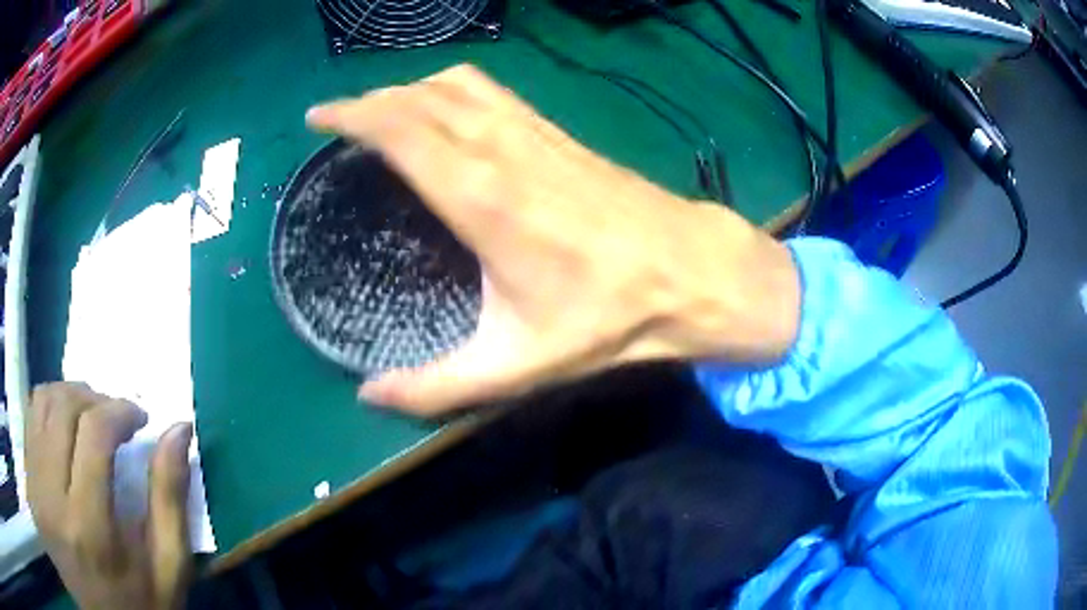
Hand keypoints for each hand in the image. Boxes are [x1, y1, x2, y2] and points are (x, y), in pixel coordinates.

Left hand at [25, 383, 193, 609]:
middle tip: (116, 414)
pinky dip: (47, 409)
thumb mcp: (165, 574)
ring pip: (40, 404)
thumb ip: (170, 504)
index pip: (94, 432)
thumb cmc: (136, 607)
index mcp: (90, 529)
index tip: (139, 417)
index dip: (120, 409)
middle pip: (63, 407)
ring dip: (68, 395)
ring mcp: (33, 487)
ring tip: (89, 414)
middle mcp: (51, 498)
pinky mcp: (27, 481)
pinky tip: (63, 428)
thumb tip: (179, 431)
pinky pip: (29, 421)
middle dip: (95, 397)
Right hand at [307, 64, 799, 415]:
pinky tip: (444, 111)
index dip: (352, 115)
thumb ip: (435, 387)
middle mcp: (503, 150)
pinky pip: (492, 92)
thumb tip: (369, 398)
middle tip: (339, 119)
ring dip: (410, 89)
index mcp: (482, 198)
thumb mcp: (515, 366)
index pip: (400, 131)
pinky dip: (451, 90)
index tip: (318, 118)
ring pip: (457, 85)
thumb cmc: (608, 317)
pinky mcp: (558, 132)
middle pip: (420, 98)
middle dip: (371, 99)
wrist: (688, 271)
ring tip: (381, 110)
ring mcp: (534, 133)